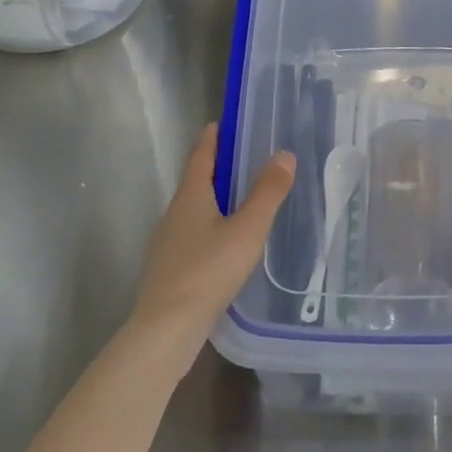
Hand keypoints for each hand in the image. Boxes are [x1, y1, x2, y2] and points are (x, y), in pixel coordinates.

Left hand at [133, 123, 295, 345]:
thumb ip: (267, 193)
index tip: (219, 124)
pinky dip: (208, 226)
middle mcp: (174, 214)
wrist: (167, 328)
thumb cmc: (208, 270)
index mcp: (190, 197)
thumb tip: (284, 154)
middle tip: (240, 159)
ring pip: (192, 210)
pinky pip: (191, 234)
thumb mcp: (247, 229)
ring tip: (238, 199)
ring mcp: (167, 243)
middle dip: (215, 168)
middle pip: (194, 182)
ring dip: (212, 199)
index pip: (200, 157)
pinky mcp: (169, 268)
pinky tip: (224, 243)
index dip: (211, 139)